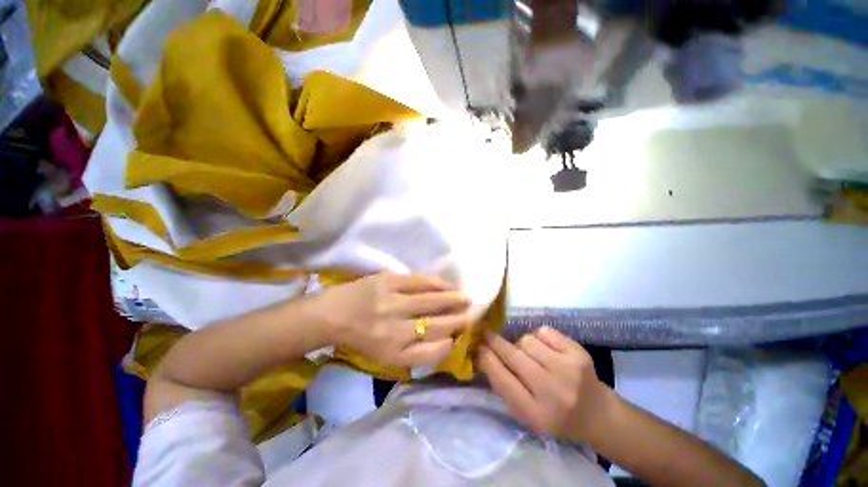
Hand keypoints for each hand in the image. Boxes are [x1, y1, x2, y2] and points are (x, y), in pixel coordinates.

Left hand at [314, 272, 471, 367]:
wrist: (331, 315)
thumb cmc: (360, 339)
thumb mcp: (385, 356)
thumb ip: (414, 353)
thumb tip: (444, 342)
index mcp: (394, 353)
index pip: (433, 352)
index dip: (451, 344)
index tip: (460, 337)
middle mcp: (395, 330)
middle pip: (438, 326)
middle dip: (459, 320)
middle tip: (472, 315)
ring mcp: (392, 303)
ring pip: (432, 302)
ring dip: (453, 300)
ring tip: (466, 299)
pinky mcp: (388, 281)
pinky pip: (420, 282)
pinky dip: (438, 284)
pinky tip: (448, 285)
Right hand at [478, 326, 610, 440]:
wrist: (597, 413)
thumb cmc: (556, 416)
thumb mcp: (526, 414)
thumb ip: (504, 387)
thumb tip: (482, 355)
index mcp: (536, 414)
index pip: (502, 379)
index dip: (485, 358)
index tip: (476, 346)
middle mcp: (552, 391)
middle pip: (512, 355)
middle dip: (494, 342)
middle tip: (486, 333)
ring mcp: (568, 369)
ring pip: (526, 340)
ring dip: (520, 344)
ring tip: (528, 354)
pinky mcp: (578, 352)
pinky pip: (543, 332)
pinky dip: (539, 337)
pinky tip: (545, 350)